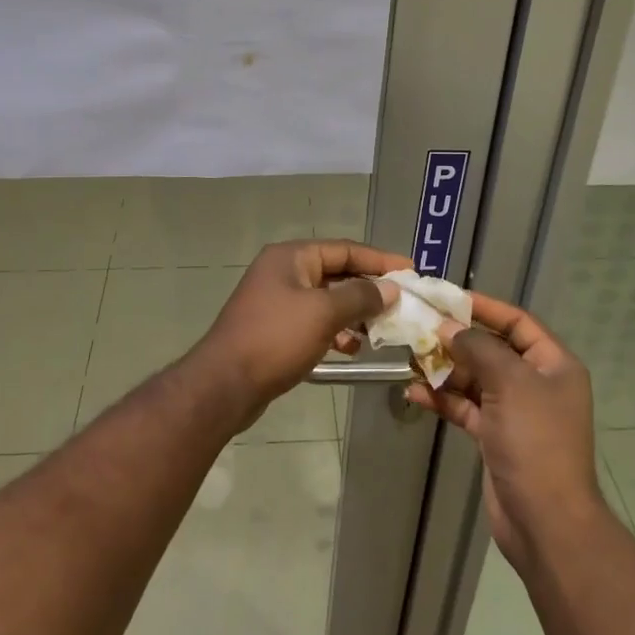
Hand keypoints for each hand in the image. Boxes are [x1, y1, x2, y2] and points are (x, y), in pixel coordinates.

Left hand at [192, 239, 407, 409]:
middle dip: (369, 289)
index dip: (379, 259)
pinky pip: (314, 321)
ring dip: (354, 313)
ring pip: (327, 300)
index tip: (410, 270)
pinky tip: (351, 349)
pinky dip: (335, 331)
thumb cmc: (276, 338)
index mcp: (291, 257)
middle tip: (401, 303)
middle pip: (336, 273)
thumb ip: (360, 297)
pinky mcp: (275, 329)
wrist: (224, 384)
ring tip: (381, 330)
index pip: (345, 249)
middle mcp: (283, 272)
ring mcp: (277, 301)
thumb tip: (390, 288)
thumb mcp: (324, 313)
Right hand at [405, 292, 606, 575]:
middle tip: (418, 328)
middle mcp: (536, 384)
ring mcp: (515, 412)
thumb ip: (477, 348)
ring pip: (475, 379)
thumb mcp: (510, 383)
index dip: (484, 307)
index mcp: (553, 365)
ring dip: (444, 369)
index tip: (447, 298)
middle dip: (456, 340)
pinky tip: (414, 392)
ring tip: (410, 359)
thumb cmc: (535, 441)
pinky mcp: (496, 437)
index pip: (517, 322)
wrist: (546, 521)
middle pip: (492, 349)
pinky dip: (443, 398)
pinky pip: (466, 407)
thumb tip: (447, 328)